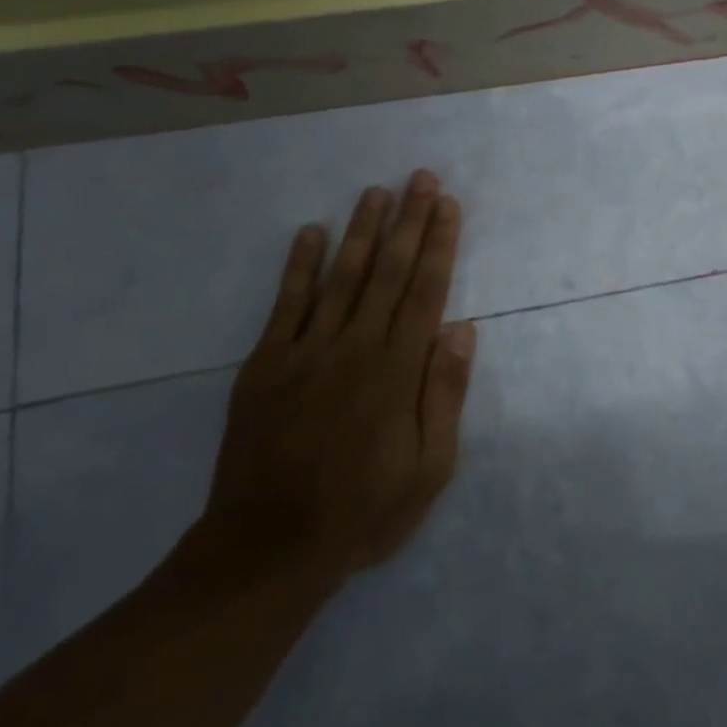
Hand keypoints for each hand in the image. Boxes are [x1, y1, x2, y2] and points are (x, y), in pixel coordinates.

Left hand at [198, 171, 476, 584]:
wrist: (266, 549)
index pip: (425, 291)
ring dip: (360, 230)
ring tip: (376, 191)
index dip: (439, 244)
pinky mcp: (265, 364)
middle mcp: (354, 347)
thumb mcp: (429, 469)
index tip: (448, 205)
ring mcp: (305, 352)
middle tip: (420, 177)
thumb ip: (444, 395)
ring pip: (340, 277)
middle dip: (407, 221)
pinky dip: (298, 266)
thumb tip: (462, 330)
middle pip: (387, 271)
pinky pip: (286, 305)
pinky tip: (310, 232)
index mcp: (396, 371)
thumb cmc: (362, 511)